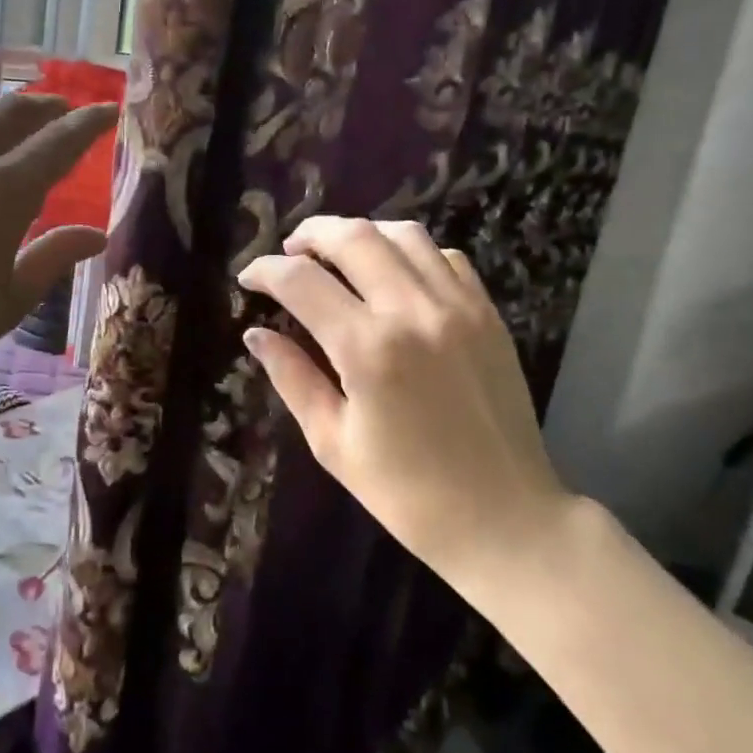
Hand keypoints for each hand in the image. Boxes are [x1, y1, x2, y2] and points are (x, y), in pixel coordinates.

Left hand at [0, 92, 116, 411]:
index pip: (58, 142)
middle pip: (10, 111)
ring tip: (4, 120)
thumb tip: (95, 235)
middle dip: (44, 106)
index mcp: (3, 192)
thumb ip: (54, 256)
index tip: (108, 110)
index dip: (88, 123)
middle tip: (61, 110)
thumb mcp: (11, 299)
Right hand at [237, 216, 573, 585]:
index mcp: (368, 349)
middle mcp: (414, 311)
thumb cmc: (406, 494)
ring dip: (361, 234)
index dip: (265, 271)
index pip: (302, 282)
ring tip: (337, 255)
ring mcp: (459, 307)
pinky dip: (411, 253)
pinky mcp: (488, 315)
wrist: (505, 518)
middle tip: (288, 252)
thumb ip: (292, 378)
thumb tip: (255, 335)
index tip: (248, 278)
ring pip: (404, 235)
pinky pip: (446, 258)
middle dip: (310, 234)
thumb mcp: (333, 442)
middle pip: (353, 237)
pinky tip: (395, 276)